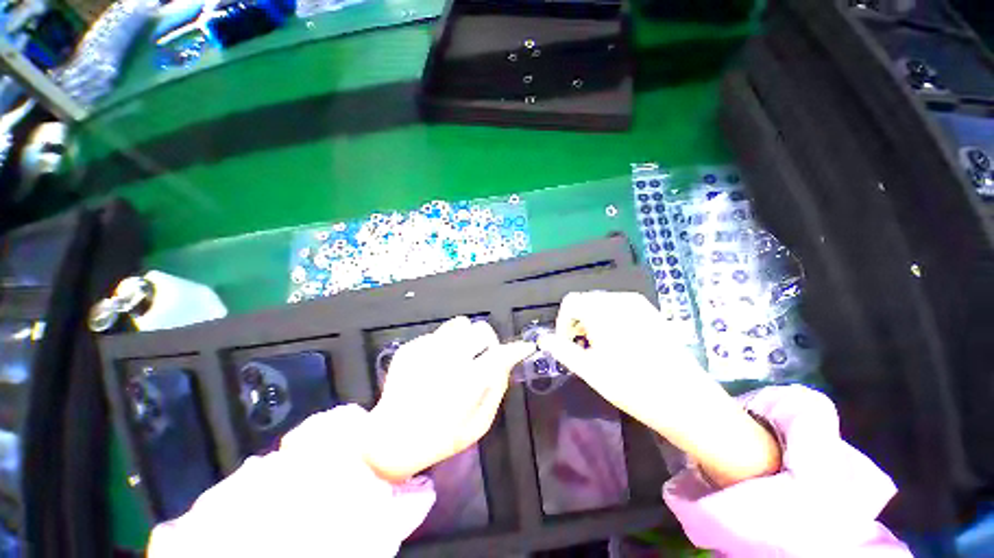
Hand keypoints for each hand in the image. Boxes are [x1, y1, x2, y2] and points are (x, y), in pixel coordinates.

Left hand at [363, 317, 533, 482]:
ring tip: (458, 355)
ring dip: (465, 337)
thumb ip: (496, 390)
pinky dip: (443, 345)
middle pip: (480, 330)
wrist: (389, 440)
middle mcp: (447, 359)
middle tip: (481, 356)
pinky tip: (434, 364)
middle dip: (487, 342)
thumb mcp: (477, 425)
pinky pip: (437, 334)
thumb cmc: (439, 438)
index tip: (524, 347)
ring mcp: (426, 350)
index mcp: (467, 382)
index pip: (500, 354)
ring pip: (459, 324)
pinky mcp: (410, 347)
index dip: (516, 349)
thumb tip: (506, 363)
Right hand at [538, 291, 780, 486]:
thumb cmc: (631, 385)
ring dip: (594, 322)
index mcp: (602, 309)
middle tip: (583, 350)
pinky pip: (621, 309)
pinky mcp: (652, 312)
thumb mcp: (589, 369)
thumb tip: (541, 339)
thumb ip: (561, 349)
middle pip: (586, 302)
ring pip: (603, 305)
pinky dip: (611, 321)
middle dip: (578, 322)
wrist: (686, 399)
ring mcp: (639, 304)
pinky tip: (620, 344)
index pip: (570, 303)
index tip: (568, 345)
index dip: (563, 323)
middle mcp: (619, 299)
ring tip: (601, 349)